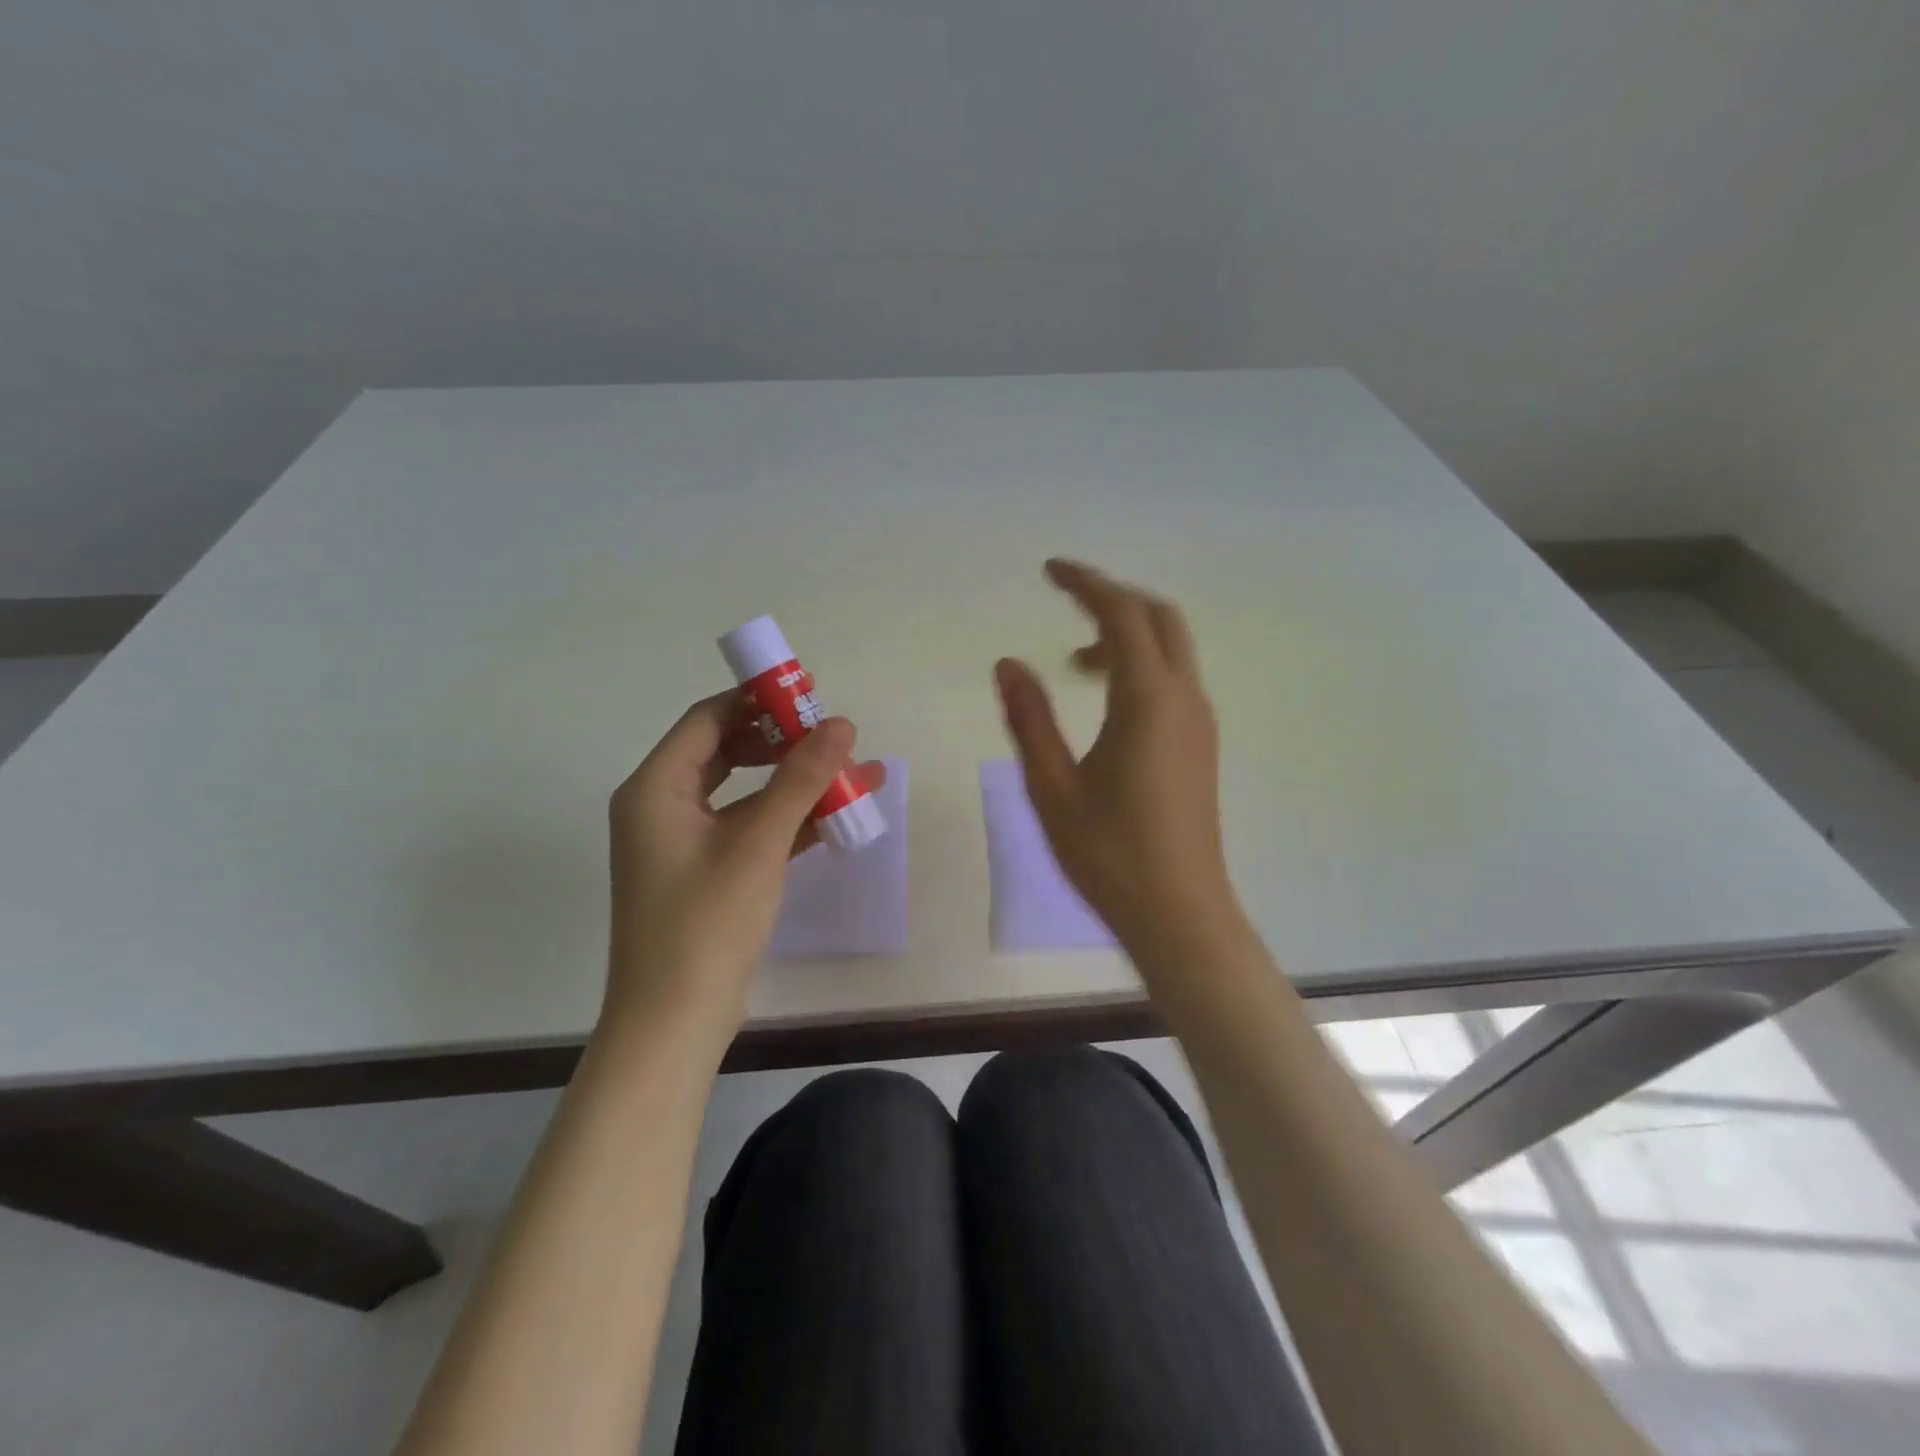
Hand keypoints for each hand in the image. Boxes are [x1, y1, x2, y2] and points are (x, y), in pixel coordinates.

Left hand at [603, 692, 884, 1045]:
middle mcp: (662, 806)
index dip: (758, 701)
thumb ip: (801, 779)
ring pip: (744, 792)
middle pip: (726, 751)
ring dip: (794, 783)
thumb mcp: (758, 844)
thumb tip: (843, 724)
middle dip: (783, 742)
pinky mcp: (707, 872)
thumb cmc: (706, 924)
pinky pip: (749, 828)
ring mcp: (684, 842)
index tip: (810, 693)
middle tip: (834, 734)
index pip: (708, 719)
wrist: (674, 1022)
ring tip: (852, 772)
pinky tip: (837, 817)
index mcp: (655, 788)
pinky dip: (788, 820)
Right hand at [994, 559, 1243, 961]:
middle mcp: (1184, 699)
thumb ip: (1030, 718)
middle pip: (1159, 618)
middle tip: (1065, 604)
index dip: (1085, 584)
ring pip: (1171, 649)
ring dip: (1126, 636)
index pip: (1121, 615)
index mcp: (1147, 701)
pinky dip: (1140, 666)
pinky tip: (1105, 702)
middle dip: (1112, 600)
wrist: (1179, 913)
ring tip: (1073, 666)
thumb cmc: (1108, 854)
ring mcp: (1199, 723)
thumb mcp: (1052, 787)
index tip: (1049, 570)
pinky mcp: (1201, 745)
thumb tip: (1007, 663)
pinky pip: (1174, 680)